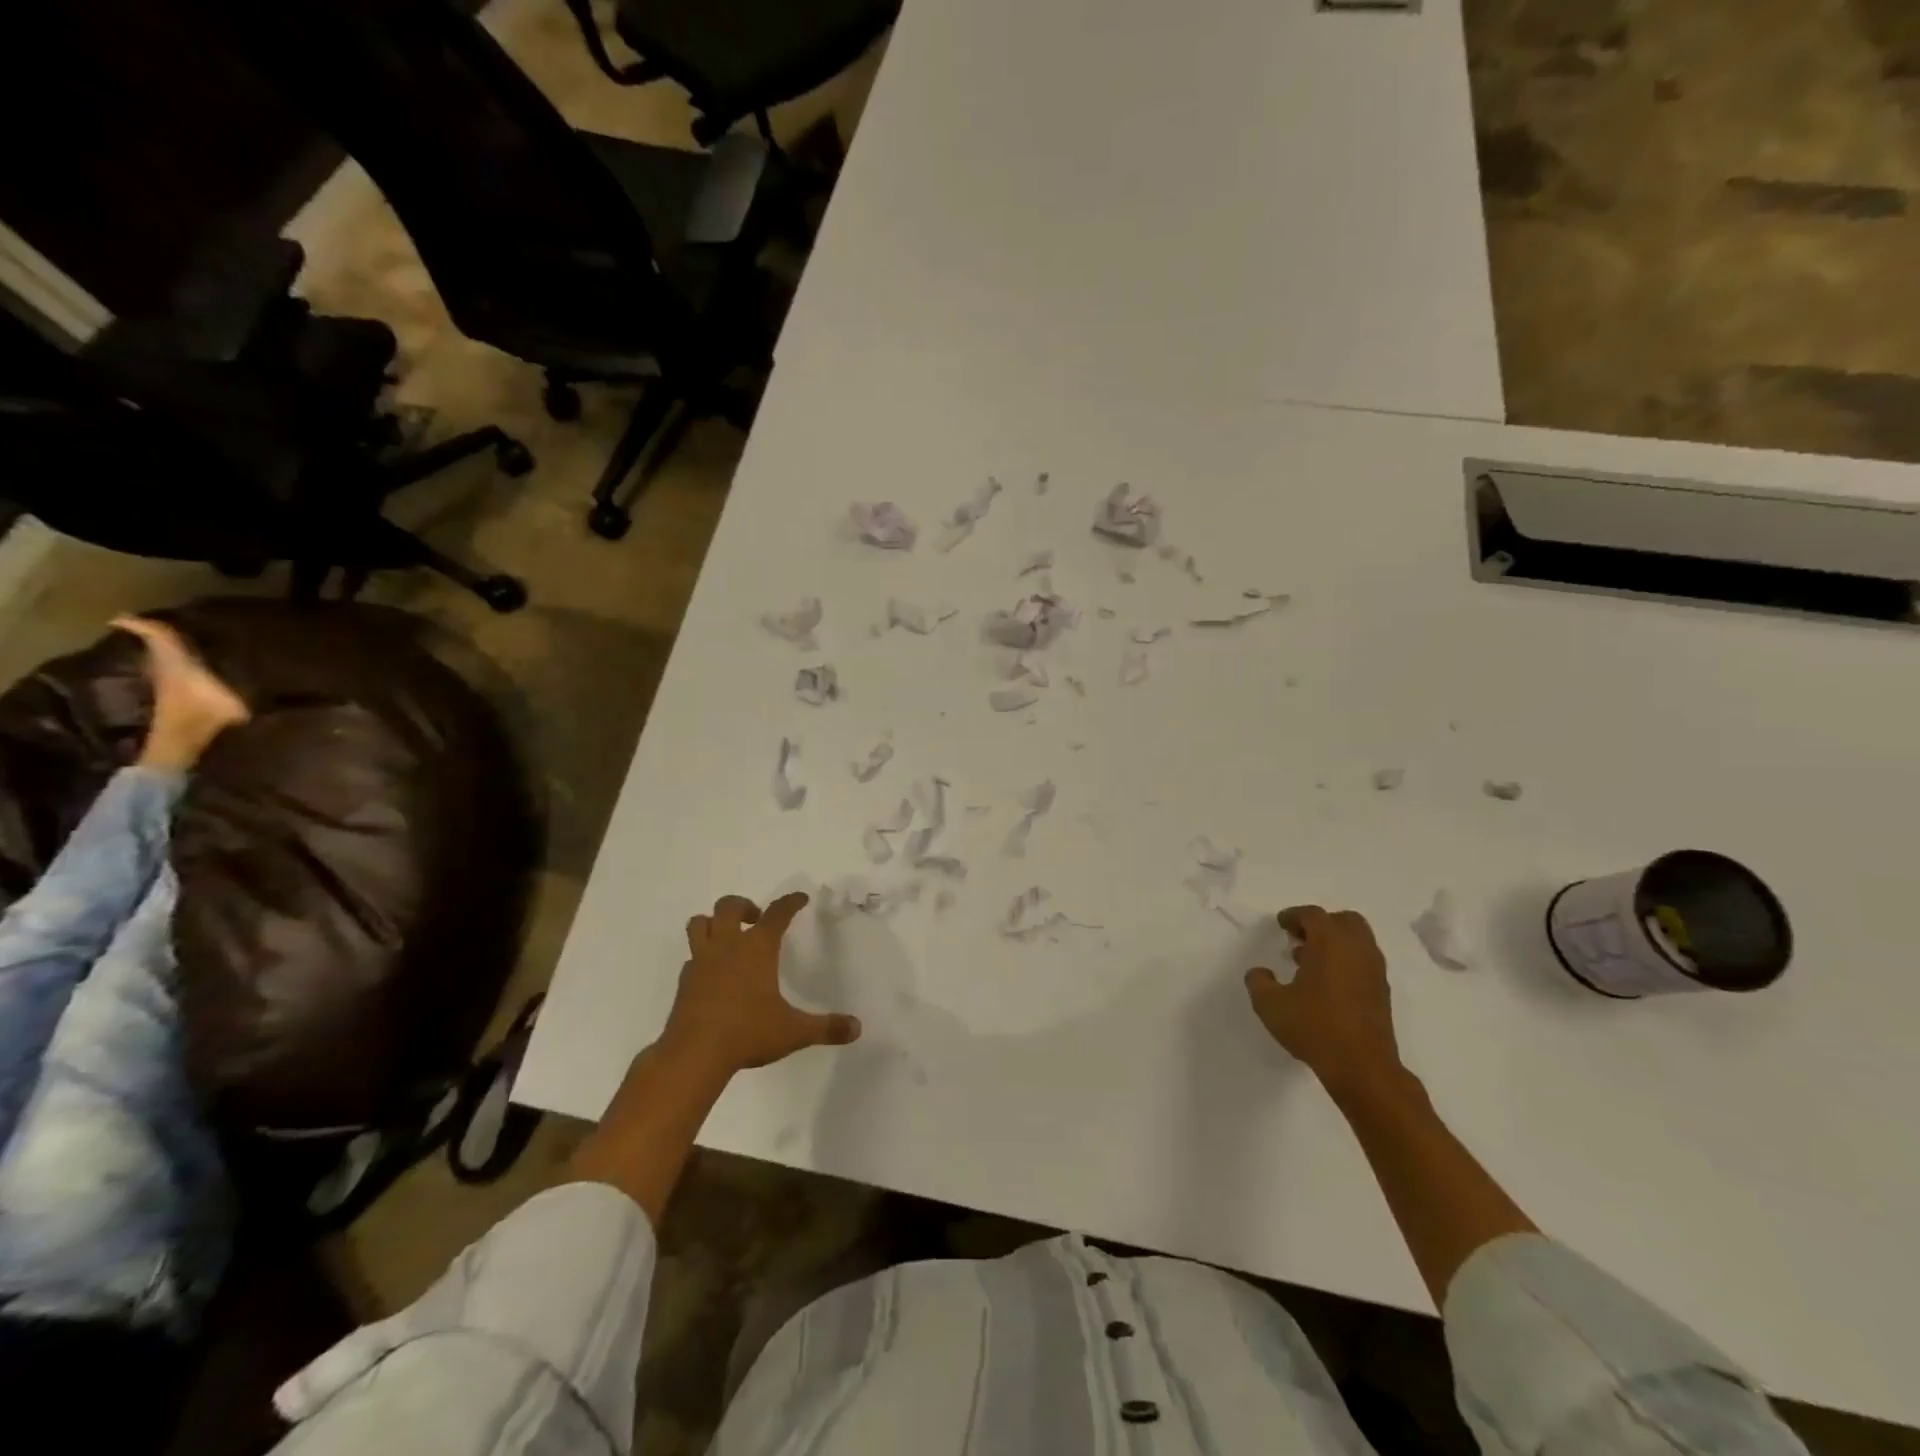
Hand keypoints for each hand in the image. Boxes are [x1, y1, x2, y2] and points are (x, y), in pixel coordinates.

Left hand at [662, 892, 860, 1075]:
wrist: (693, 1055)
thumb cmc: (747, 1034)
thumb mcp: (793, 1032)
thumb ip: (826, 1028)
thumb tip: (857, 1028)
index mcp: (757, 948)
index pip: (777, 913)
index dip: (790, 902)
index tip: (800, 898)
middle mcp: (727, 946)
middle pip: (728, 906)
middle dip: (745, 905)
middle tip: (757, 920)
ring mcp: (701, 962)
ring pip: (700, 923)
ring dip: (714, 922)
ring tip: (729, 936)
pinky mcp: (684, 981)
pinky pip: (692, 956)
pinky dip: (703, 956)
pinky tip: (713, 974)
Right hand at [1245, 906, 1402, 1099]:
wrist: (1363, 1068)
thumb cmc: (1315, 1028)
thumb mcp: (1270, 1005)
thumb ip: (1259, 982)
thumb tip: (1259, 972)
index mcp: (1330, 943)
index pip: (1313, 915)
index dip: (1294, 915)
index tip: (1281, 924)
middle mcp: (1357, 950)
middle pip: (1344, 920)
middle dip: (1321, 924)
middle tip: (1300, 937)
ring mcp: (1374, 971)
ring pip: (1358, 941)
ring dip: (1335, 943)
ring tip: (1309, 962)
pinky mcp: (1382, 992)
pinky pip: (1364, 962)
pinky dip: (1346, 961)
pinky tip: (1326, 984)